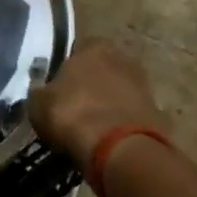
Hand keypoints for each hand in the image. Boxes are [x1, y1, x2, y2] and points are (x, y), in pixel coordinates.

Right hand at [29, 37, 167, 166]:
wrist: (119, 150)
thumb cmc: (73, 114)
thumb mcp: (38, 102)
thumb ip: (41, 91)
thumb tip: (41, 91)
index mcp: (95, 46)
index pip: (78, 48)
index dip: (66, 66)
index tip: (56, 85)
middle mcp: (124, 59)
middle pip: (102, 68)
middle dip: (90, 84)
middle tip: (72, 105)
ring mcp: (145, 87)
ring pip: (118, 92)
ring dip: (107, 105)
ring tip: (88, 126)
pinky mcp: (158, 115)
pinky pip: (130, 116)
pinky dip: (120, 125)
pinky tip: (106, 141)